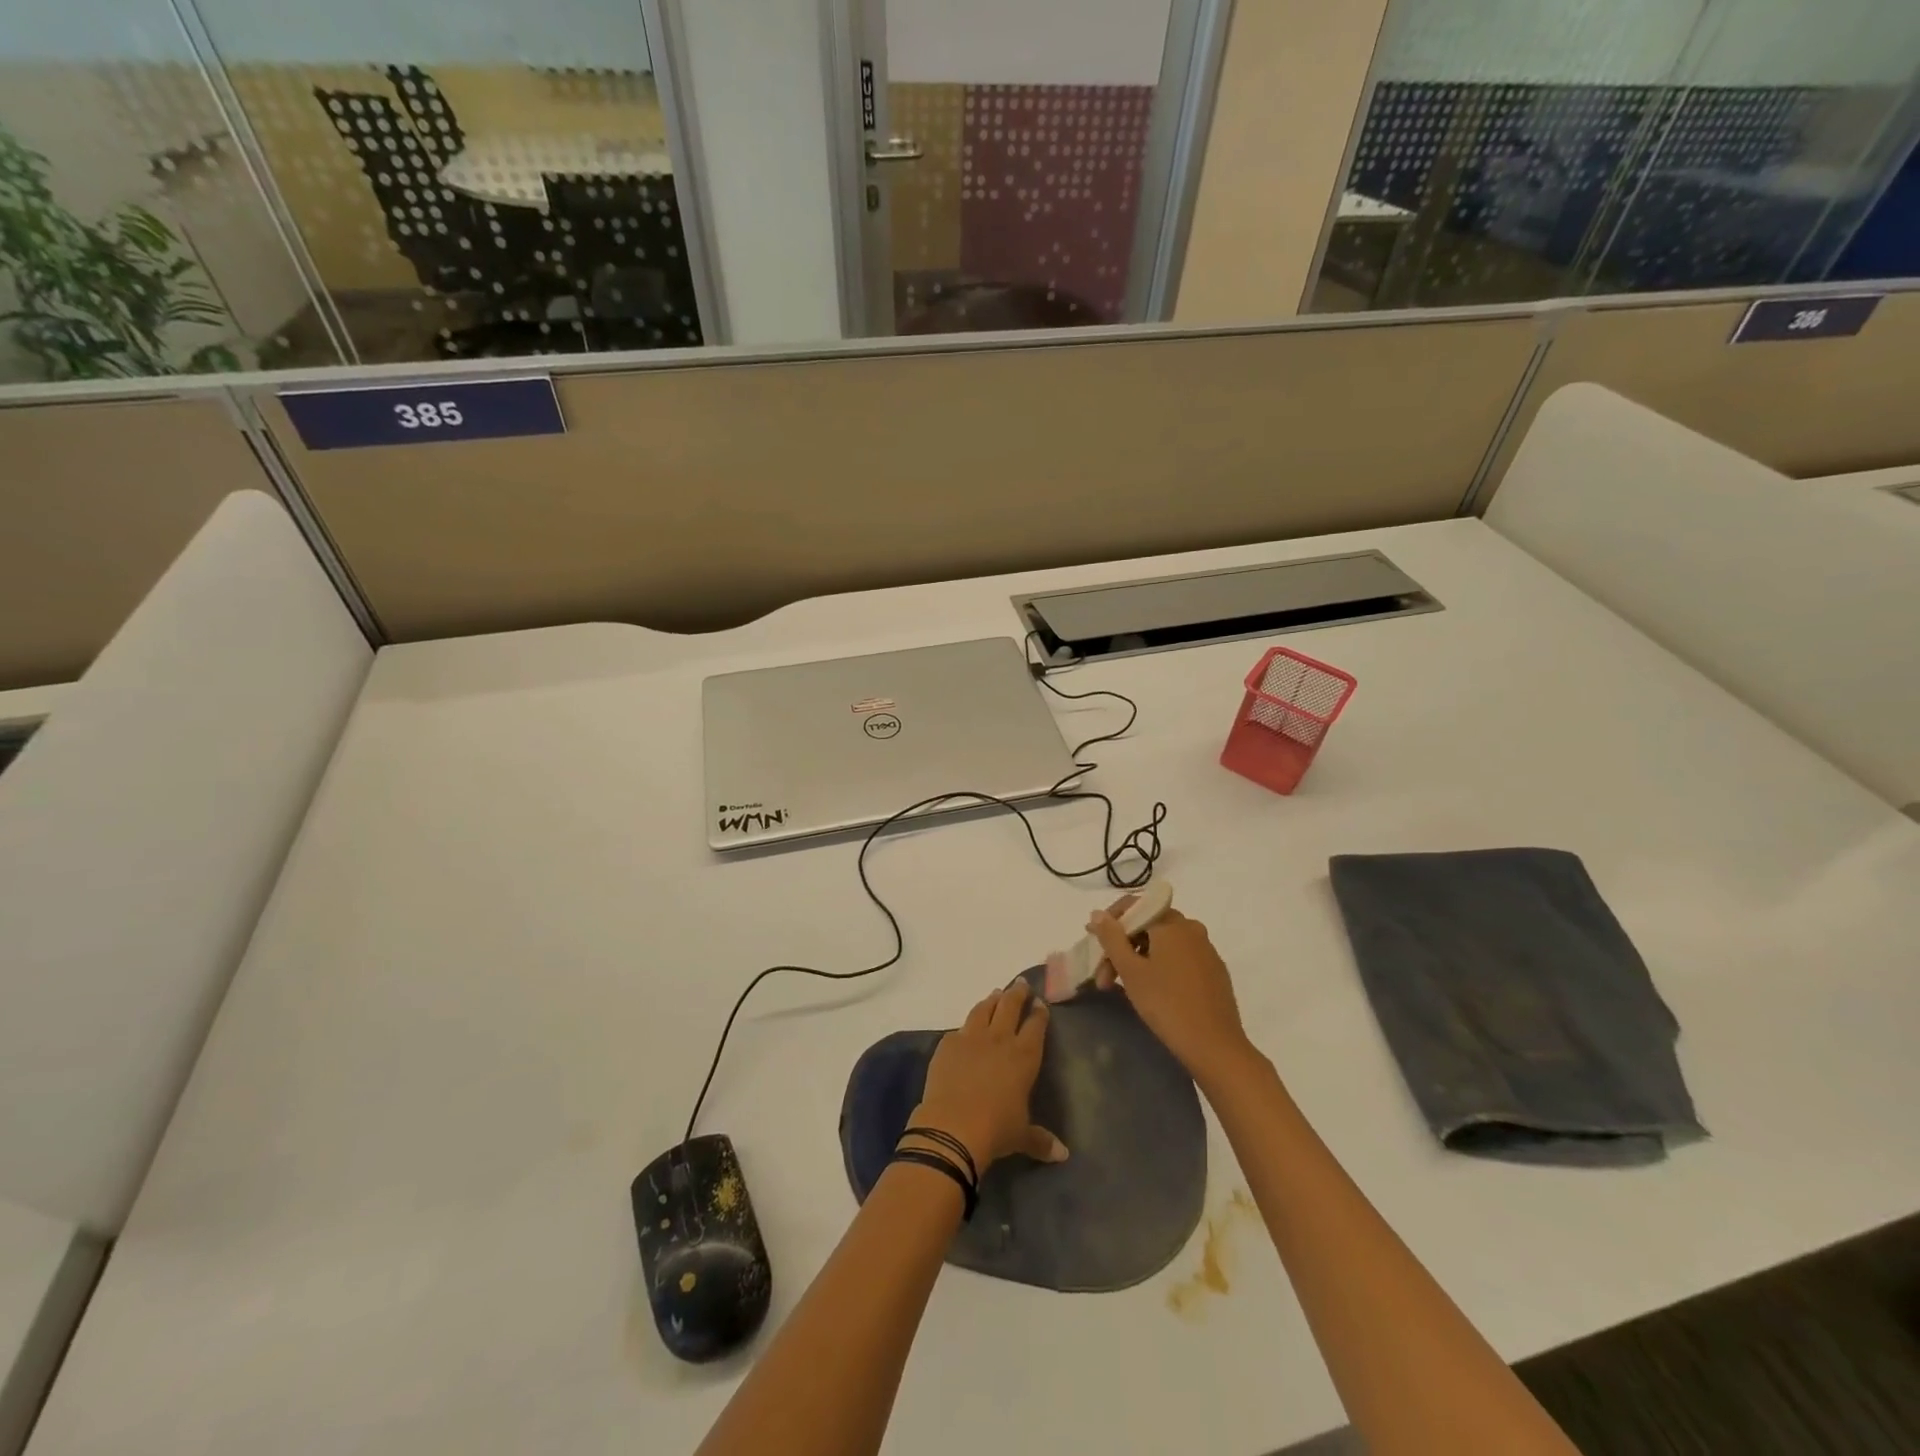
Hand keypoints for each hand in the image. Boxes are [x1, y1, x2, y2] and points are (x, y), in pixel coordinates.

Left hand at [909, 982, 1066, 1173]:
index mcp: (1024, 1056)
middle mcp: (999, 1039)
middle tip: (1020, 984)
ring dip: (992, 1000)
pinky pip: (959, 1029)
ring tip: (996, 994)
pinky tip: (966, 1028)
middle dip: (1017, 993)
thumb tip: (1063, 1155)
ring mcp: (971, 1038)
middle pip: (1010, 1006)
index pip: (1035, 1026)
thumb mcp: (1022, 1136)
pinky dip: (966, 1026)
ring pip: (984, 1009)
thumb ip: (1041, 1140)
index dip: (1039, 1013)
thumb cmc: (996, 1130)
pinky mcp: (947, 1044)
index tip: (1040, 1003)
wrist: (953, 1127)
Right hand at [1088, 904, 1252, 1076]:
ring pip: (1163, 944)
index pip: (1135, 905)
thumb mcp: (1131, 971)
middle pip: (1148, 926)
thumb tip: (1098, 913)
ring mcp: (1206, 950)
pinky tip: (1151, 990)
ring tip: (1121, 988)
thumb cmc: (1166, 1004)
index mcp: (1172, 923)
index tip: (1094, 941)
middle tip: (1103, 977)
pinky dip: (1160, 966)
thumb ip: (1112, 938)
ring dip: (1138, 959)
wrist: (1215, 1046)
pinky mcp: (1214, 971)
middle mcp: (1191, 929)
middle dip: (1121, 947)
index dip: (1110, 921)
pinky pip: (1180, 957)